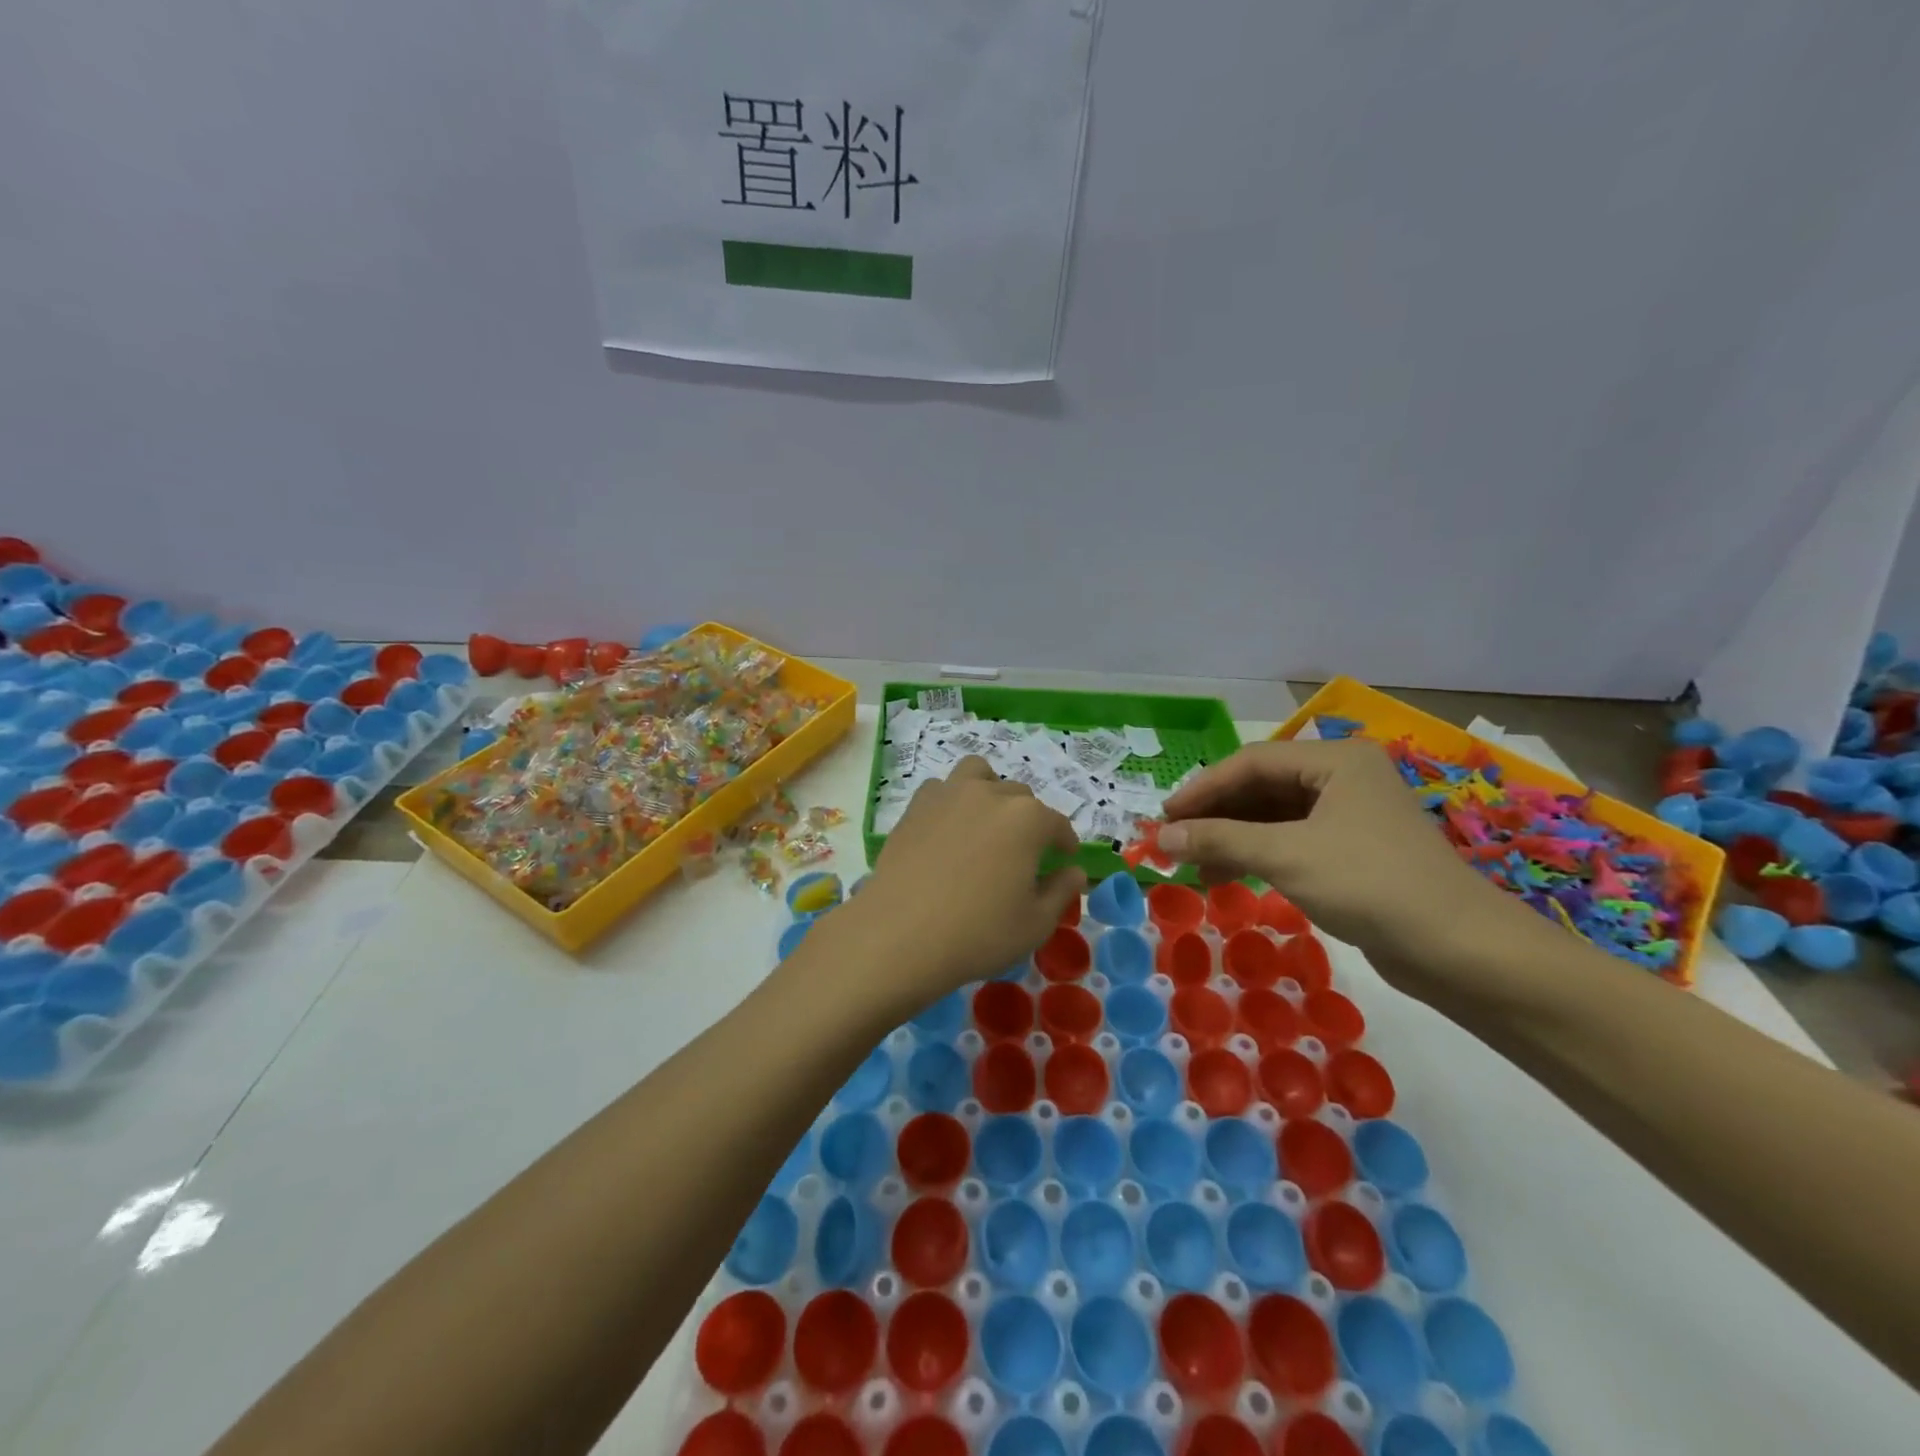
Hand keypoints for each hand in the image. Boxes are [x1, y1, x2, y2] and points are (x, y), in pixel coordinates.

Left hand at [829, 757, 1087, 1014]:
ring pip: (978, 774)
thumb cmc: (978, 933)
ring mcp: (948, 795)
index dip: (1064, 841)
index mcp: (1027, 819)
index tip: (1065, 857)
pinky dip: (952, 801)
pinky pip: (941, 789)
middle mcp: (990, 795)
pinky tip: (949, 829)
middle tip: (1023, 852)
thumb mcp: (1035, 923)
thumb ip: (1061, 891)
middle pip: (1019, 796)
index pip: (1056, 823)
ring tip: (986, 821)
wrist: (899, 935)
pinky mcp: (915, 807)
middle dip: (1029, 819)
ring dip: (989, 790)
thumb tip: (1075, 871)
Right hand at [1159, 739, 1516, 962]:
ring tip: (1196, 866)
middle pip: (1261, 787)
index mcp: (1335, 761)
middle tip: (1173, 842)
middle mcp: (1342, 778)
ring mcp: (1350, 815)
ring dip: (1232, 838)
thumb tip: (1161, 838)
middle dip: (1215, 815)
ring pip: (1274, 816)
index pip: (1250, 762)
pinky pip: (1291, 840)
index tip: (1163, 819)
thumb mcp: (1286, 857)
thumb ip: (1220, 840)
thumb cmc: (1370, 885)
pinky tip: (1230, 876)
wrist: (1460, 951)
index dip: (1202, 789)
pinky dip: (1257, 855)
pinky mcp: (1353, 850)